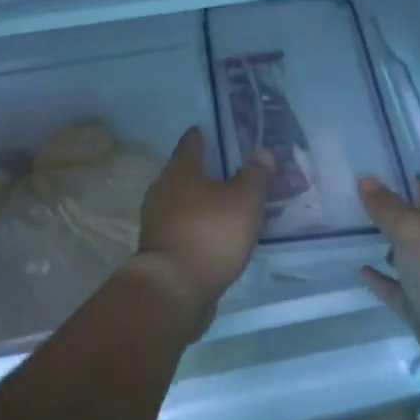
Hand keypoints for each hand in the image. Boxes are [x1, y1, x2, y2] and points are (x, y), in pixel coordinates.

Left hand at [133, 127, 269, 339]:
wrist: (173, 289)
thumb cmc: (210, 234)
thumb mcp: (244, 201)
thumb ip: (255, 175)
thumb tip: (263, 151)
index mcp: (180, 171)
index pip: (190, 143)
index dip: (201, 136)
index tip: (208, 130)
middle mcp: (162, 190)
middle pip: (183, 173)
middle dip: (202, 171)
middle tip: (226, 169)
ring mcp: (156, 221)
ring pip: (181, 202)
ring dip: (199, 202)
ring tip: (223, 204)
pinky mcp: (159, 249)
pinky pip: (181, 227)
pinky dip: (196, 226)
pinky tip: (213, 234)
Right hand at [358, 175, 419, 344]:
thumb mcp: (411, 228)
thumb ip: (386, 205)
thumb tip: (366, 179)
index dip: (398, 180)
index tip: (367, 176)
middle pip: (418, 222)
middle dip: (389, 214)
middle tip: (352, 203)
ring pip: (410, 255)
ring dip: (387, 246)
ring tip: (353, 234)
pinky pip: (401, 287)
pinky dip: (383, 278)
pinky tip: (361, 269)